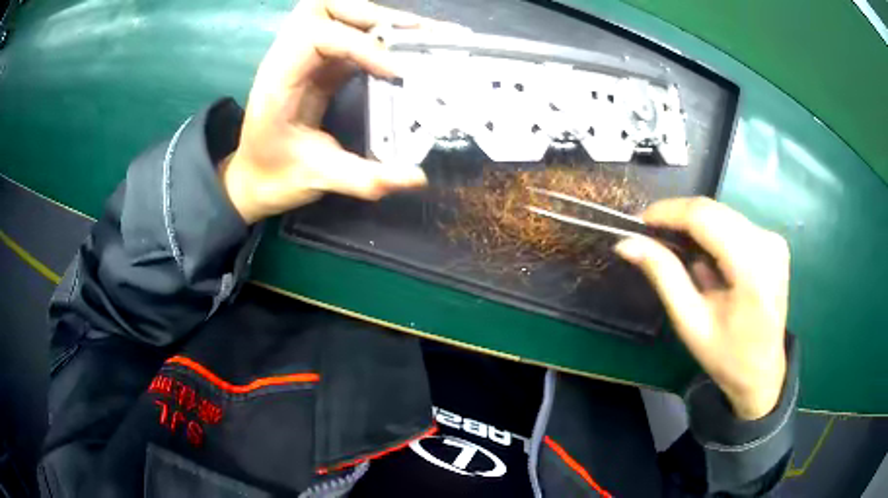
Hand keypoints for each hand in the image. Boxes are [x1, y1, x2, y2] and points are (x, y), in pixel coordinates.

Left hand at [221, 0, 429, 223]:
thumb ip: (365, 179)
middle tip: (416, 32)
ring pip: (337, 14)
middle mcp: (287, 59)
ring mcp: (303, 58)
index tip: (398, 72)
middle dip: (372, 15)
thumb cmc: (275, 177)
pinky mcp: (318, 65)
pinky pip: (348, 36)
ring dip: (376, 19)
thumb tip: (417, 177)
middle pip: (323, 9)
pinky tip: (405, 49)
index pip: (317, 37)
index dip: (361, 46)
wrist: (253, 180)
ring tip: (417, 32)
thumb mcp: (318, 179)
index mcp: (279, 81)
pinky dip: (378, 37)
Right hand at [614, 198, 789, 419]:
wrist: (762, 372)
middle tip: (650, 237)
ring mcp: (773, 240)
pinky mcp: (772, 242)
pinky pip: (733, 224)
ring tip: (673, 250)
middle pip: (713, 211)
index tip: (637, 222)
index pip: (704, 217)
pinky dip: (711, 234)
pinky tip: (702, 258)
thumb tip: (627, 243)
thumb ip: (663, 275)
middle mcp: (767, 243)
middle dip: (678, 218)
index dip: (668, 212)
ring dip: (694, 226)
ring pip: (722, 214)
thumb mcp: (690, 321)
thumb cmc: (726, 356)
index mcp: (752, 268)